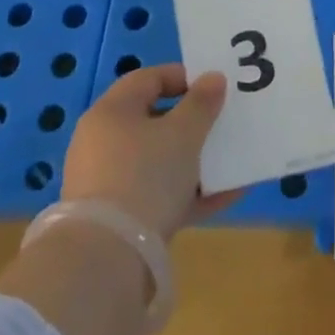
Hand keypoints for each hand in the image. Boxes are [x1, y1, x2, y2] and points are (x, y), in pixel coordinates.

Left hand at [60, 64, 237, 239]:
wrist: (108, 257)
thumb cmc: (146, 175)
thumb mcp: (183, 133)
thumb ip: (202, 103)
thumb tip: (213, 78)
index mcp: (112, 112)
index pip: (149, 78)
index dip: (184, 77)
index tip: (215, 87)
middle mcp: (103, 142)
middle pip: (154, 120)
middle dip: (193, 122)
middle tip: (223, 123)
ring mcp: (108, 182)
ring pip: (159, 160)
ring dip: (195, 159)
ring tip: (231, 160)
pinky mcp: (118, 217)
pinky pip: (160, 194)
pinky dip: (190, 192)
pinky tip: (226, 196)